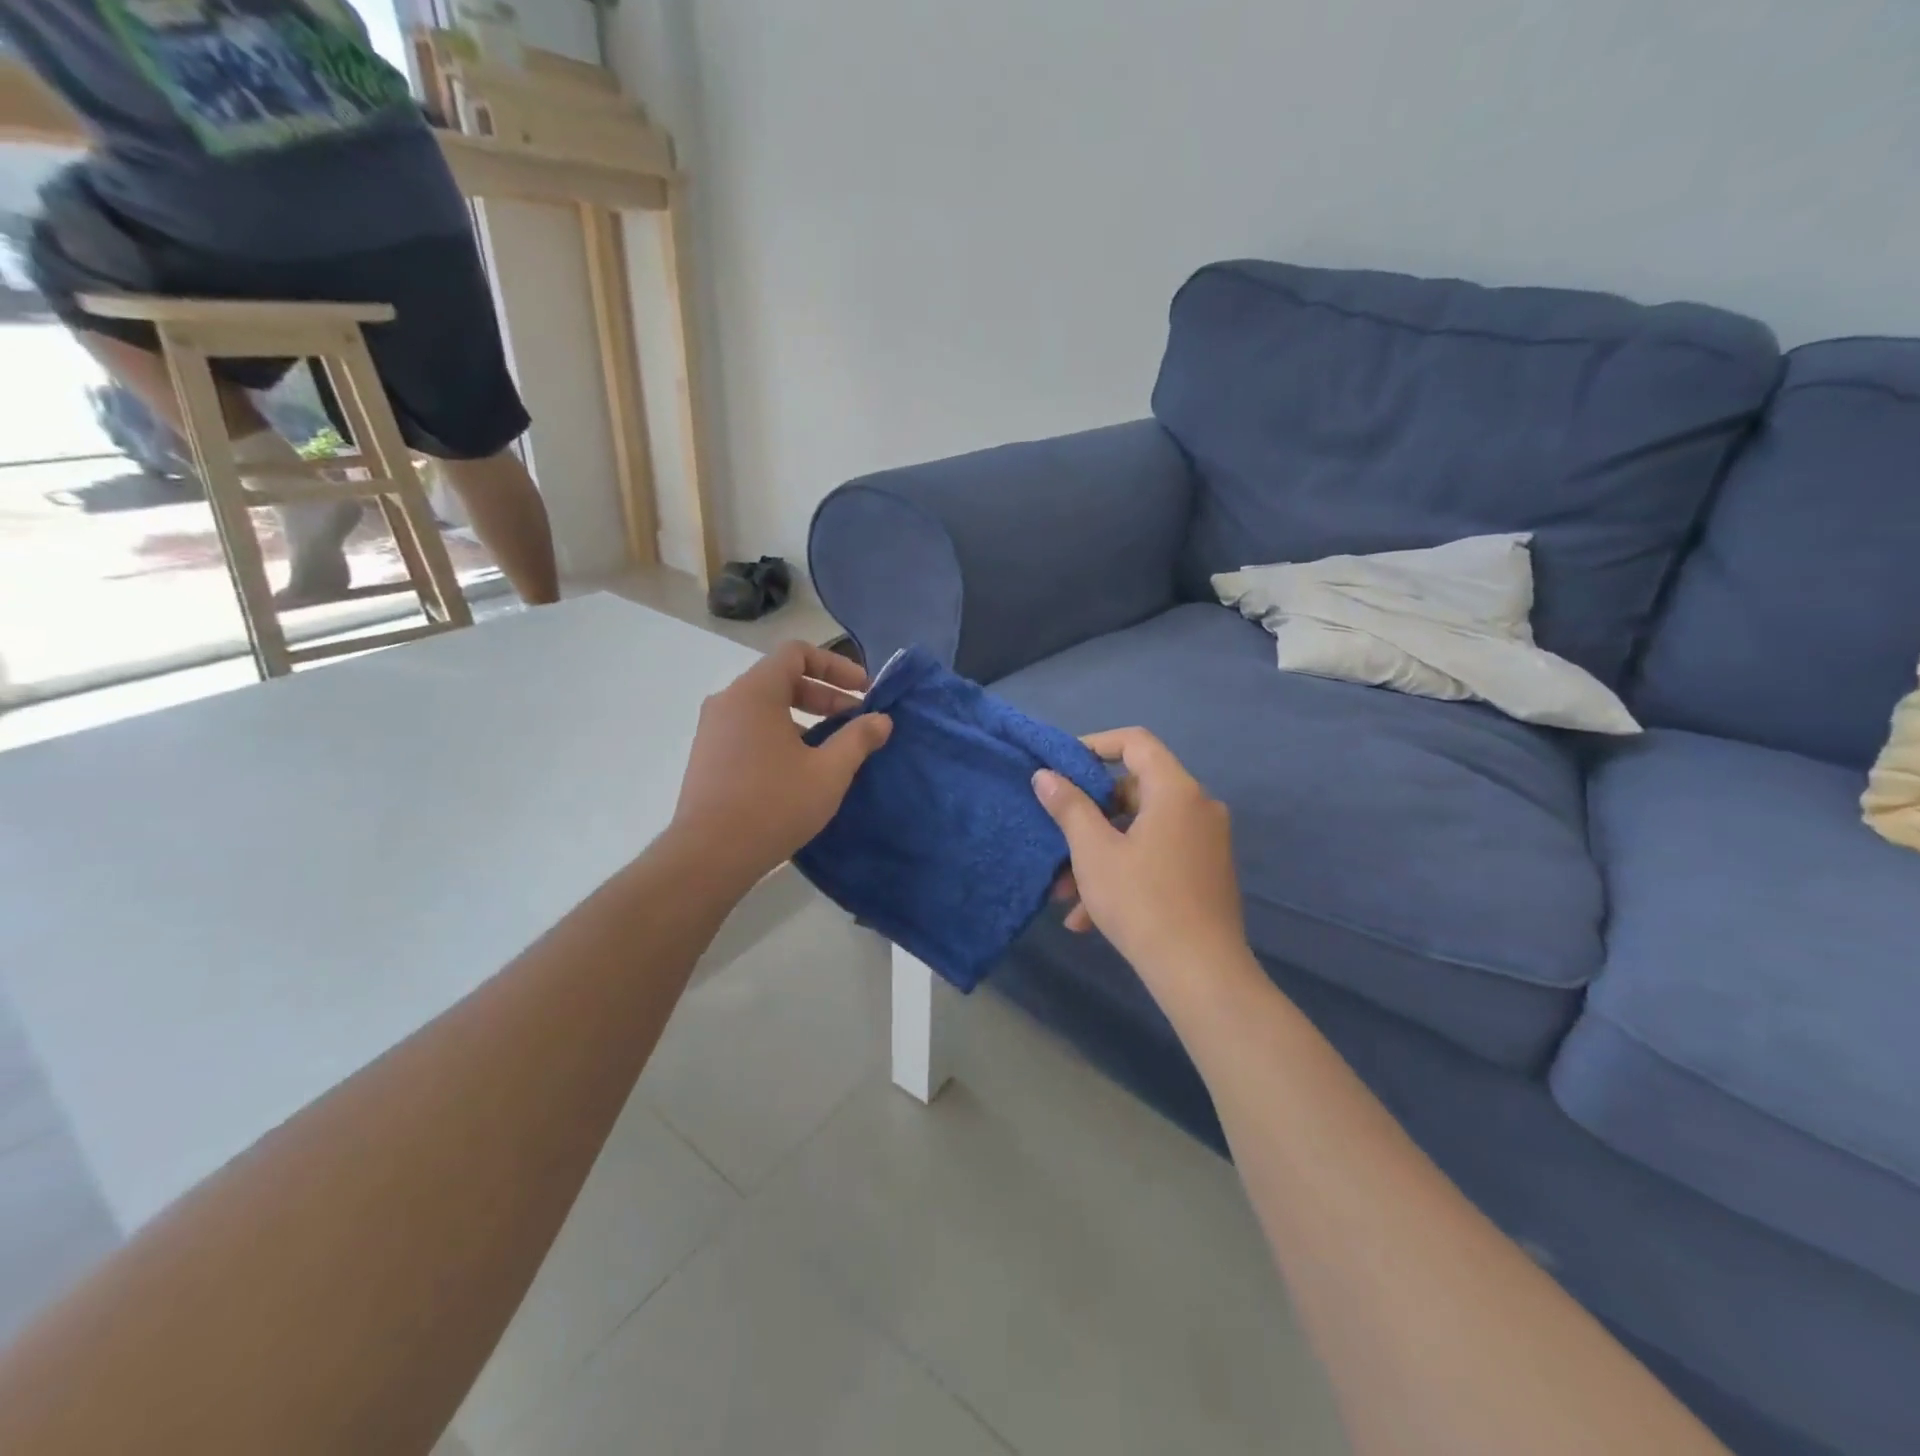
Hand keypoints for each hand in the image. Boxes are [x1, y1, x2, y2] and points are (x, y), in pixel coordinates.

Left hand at [672, 642, 892, 883]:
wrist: (709, 856)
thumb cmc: (774, 804)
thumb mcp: (829, 772)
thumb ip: (858, 739)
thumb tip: (881, 720)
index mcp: (755, 692)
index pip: (796, 653)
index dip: (836, 665)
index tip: (864, 691)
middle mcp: (728, 701)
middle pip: (782, 679)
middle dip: (825, 695)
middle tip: (857, 721)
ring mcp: (713, 730)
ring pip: (766, 707)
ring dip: (805, 718)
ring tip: (833, 748)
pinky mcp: (708, 757)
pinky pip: (751, 729)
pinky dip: (781, 735)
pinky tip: (801, 769)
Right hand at [1035, 728, 1247, 984]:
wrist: (1201, 973)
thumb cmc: (1142, 901)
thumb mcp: (1094, 852)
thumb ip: (1069, 807)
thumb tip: (1045, 776)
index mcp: (1176, 791)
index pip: (1135, 742)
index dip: (1095, 744)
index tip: (1061, 766)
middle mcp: (1198, 807)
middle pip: (1135, 790)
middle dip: (1089, 816)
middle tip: (1057, 837)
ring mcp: (1205, 842)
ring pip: (1140, 832)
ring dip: (1100, 855)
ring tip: (1064, 894)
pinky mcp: (1206, 873)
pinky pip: (1157, 856)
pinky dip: (1124, 873)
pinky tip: (1088, 918)